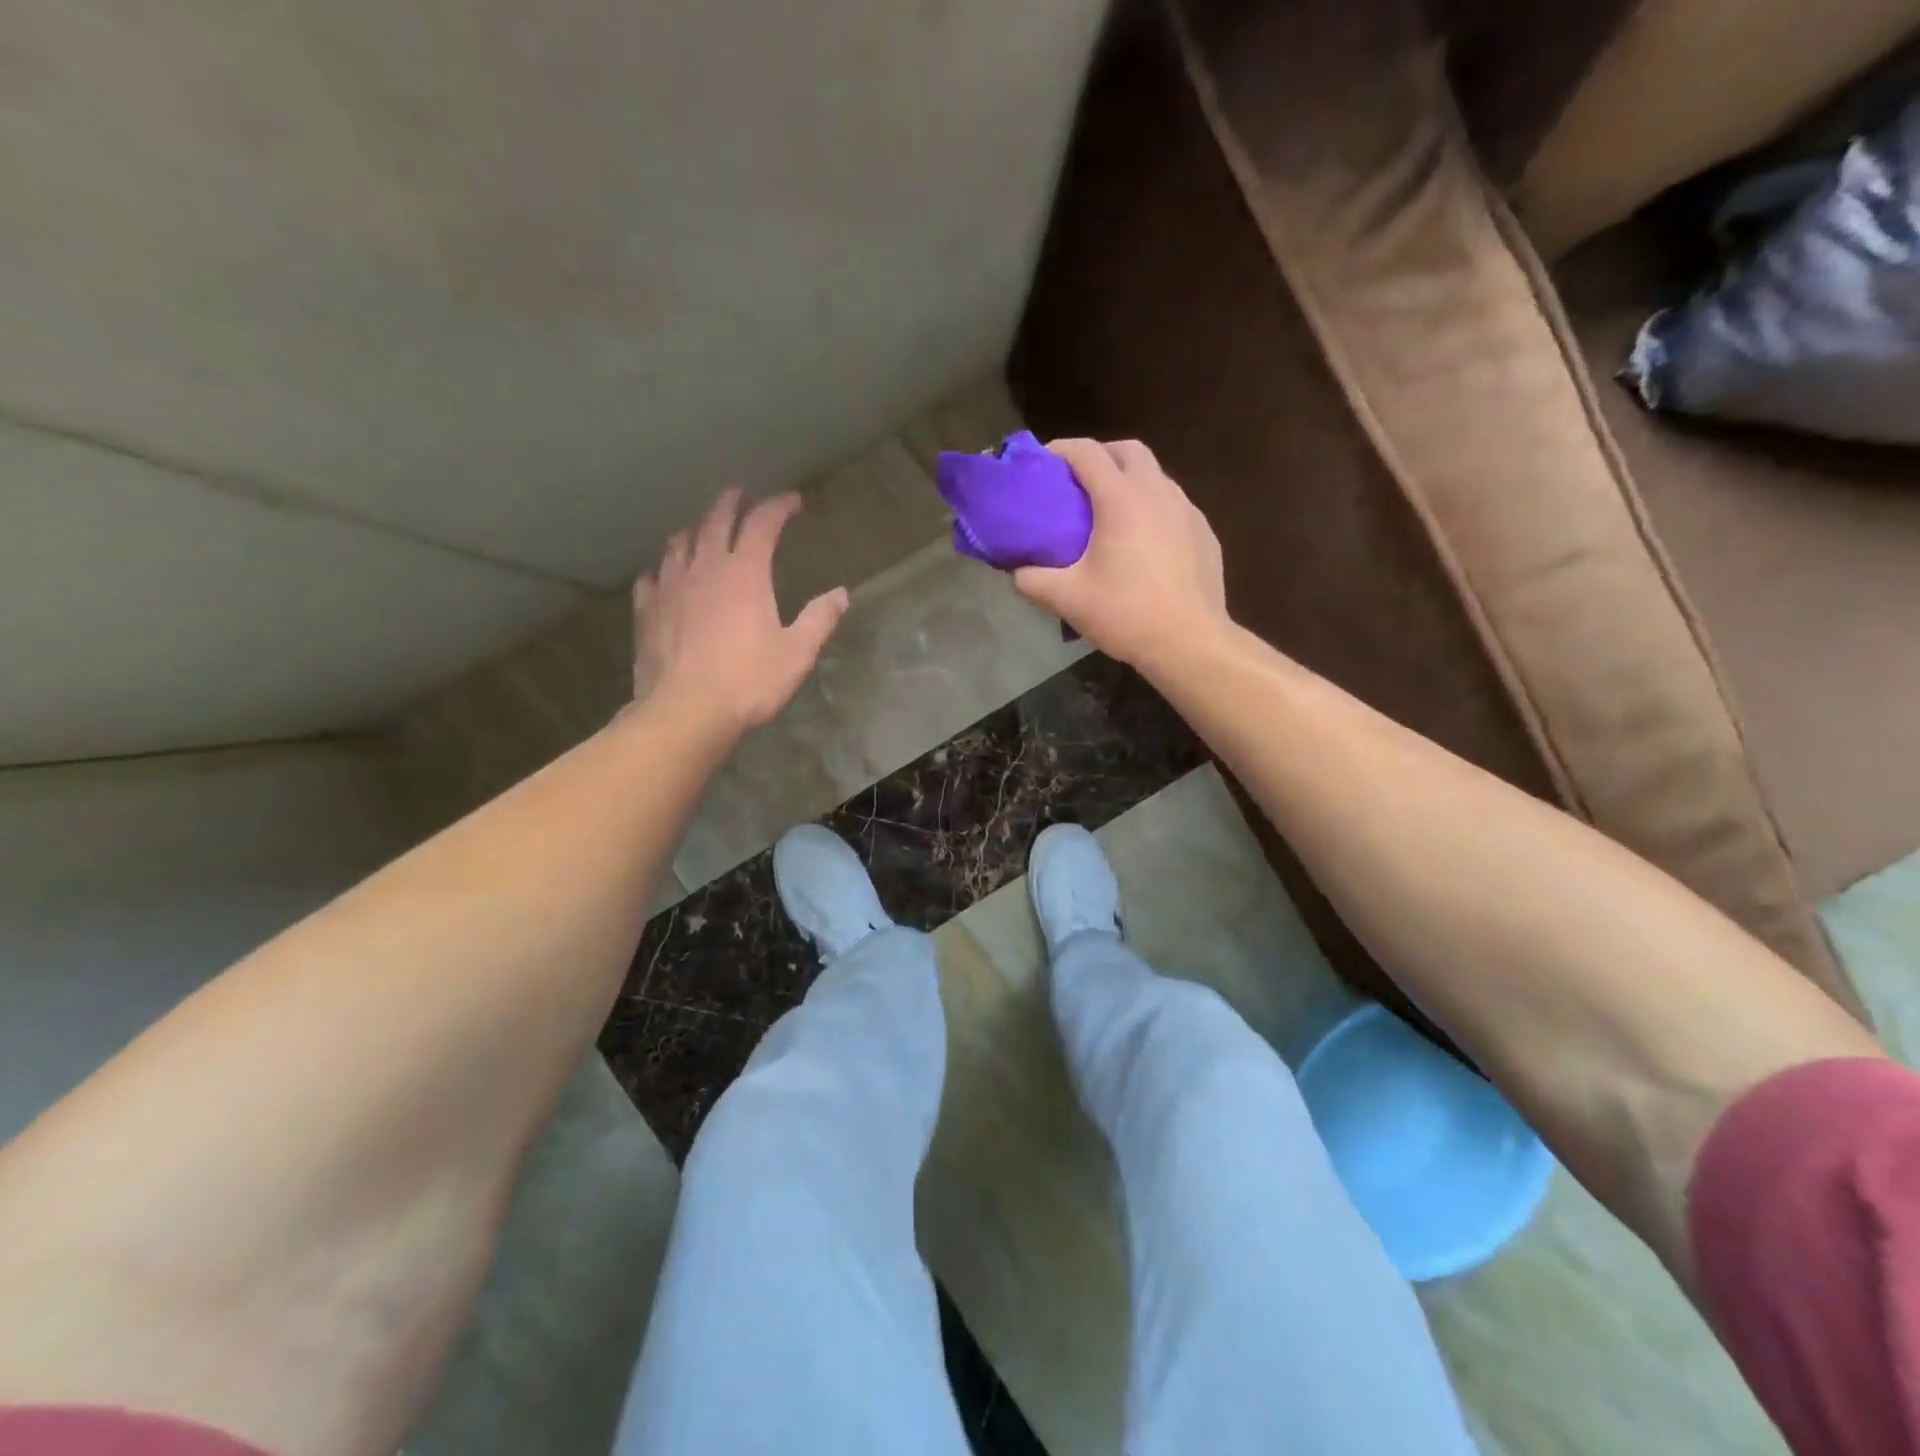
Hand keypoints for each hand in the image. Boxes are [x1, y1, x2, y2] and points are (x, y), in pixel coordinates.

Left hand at [632, 487, 848, 734]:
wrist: (686, 710)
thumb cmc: (749, 681)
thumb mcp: (797, 653)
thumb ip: (819, 619)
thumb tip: (841, 594)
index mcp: (746, 573)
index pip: (762, 523)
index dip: (778, 506)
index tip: (792, 501)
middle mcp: (705, 568)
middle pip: (715, 520)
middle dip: (731, 502)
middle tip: (739, 492)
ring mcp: (671, 587)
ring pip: (679, 544)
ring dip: (694, 530)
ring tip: (701, 530)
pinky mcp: (648, 611)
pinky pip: (651, 578)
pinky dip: (661, 569)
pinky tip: (662, 575)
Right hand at [1014, 439, 1228, 670]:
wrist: (1189, 642)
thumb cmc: (1125, 614)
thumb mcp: (1067, 599)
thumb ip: (1032, 580)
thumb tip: (1017, 572)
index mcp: (1121, 499)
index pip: (1087, 453)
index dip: (1061, 450)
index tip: (1042, 462)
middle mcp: (1158, 492)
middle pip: (1129, 451)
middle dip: (1101, 456)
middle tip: (1079, 482)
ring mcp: (1187, 511)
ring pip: (1156, 477)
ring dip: (1130, 482)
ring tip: (1110, 514)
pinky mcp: (1205, 533)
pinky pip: (1174, 506)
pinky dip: (1153, 510)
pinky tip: (1144, 543)